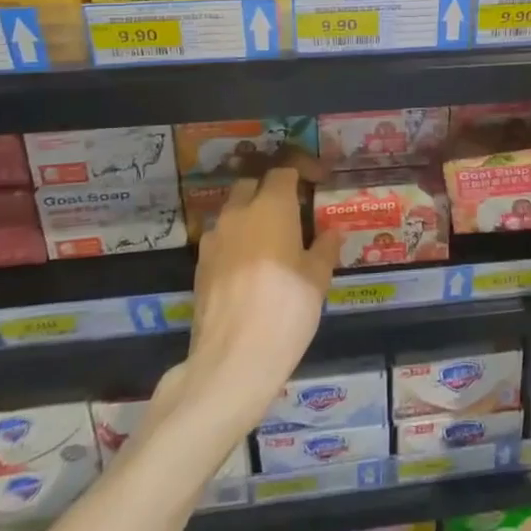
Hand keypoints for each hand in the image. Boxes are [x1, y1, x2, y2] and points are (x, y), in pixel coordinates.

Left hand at [185, 157, 340, 425]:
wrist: (232, 360)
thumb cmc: (286, 310)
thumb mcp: (318, 279)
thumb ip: (325, 248)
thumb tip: (331, 233)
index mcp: (271, 206)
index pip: (284, 170)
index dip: (302, 170)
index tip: (318, 181)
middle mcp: (238, 213)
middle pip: (252, 184)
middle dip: (271, 189)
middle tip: (293, 209)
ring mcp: (214, 239)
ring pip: (233, 211)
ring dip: (251, 215)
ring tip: (272, 240)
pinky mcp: (199, 266)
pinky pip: (222, 239)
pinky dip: (237, 241)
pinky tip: (251, 267)